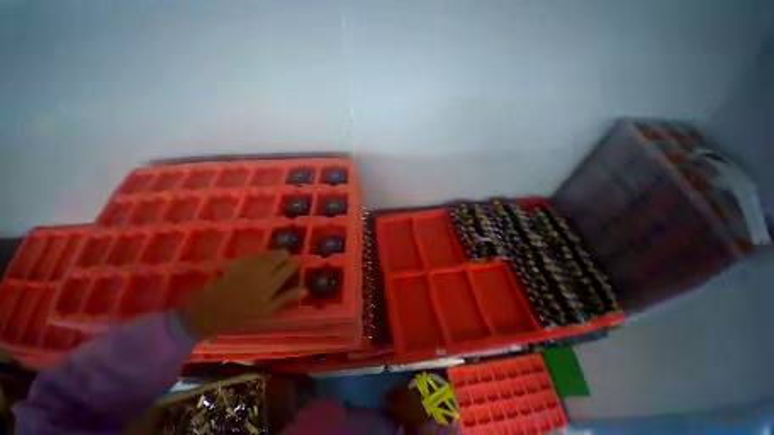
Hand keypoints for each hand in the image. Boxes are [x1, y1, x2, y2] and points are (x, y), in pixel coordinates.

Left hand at [177, 251, 303, 338]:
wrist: (211, 311)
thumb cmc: (242, 315)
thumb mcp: (267, 311)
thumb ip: (286, 297)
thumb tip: (304, 289)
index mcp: (271, 283)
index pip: (291, 265)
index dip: (293, 267)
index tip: (290, 273)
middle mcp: (263, 269)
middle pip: (282, 254)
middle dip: (285, 259)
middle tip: (280, 270)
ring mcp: (250, 263)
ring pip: (271, 252)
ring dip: (274, 257)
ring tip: (269, 268)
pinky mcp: (240, 260)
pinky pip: (258, 254)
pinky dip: (262, 258)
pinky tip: (256, 268)